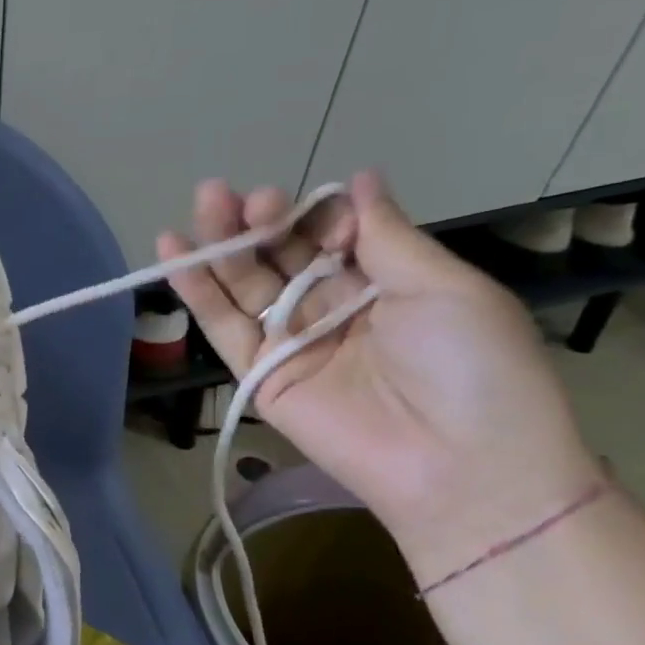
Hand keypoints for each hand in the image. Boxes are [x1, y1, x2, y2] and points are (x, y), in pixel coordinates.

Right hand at [162, 172, 602, 580]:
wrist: (457, 467)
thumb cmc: (471, 368)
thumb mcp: (444, 287)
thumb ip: (387, 235)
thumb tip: (360, 177)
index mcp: (384, 284)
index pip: (330, 234)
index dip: (309, 214)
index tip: (299, 203)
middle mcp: (332, 308)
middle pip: (280, 256)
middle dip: (255, 221)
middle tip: (227, 193)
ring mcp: (291, 343)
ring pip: (246, 286)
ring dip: (221, 245)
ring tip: (200, 204)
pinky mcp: (259, 376)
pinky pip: (224, 329)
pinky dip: (197, 293)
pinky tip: (173, 255)